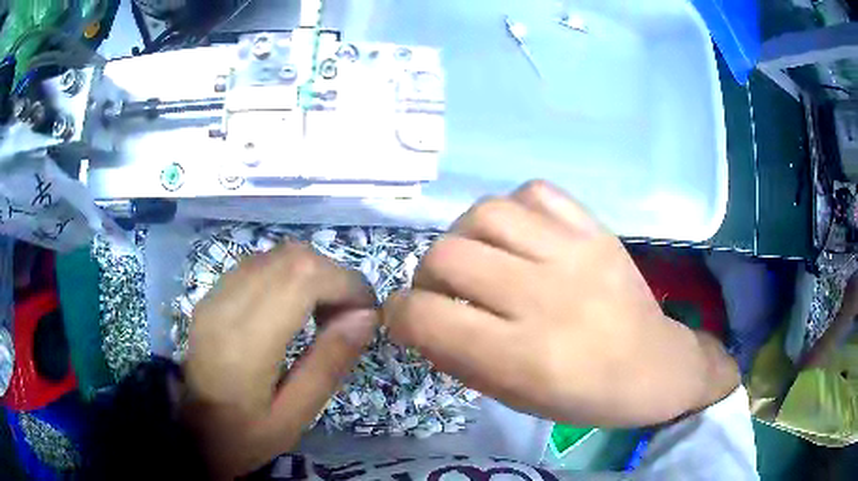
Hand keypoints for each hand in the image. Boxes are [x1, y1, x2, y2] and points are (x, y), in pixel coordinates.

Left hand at [182, 243, 376, 477]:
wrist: (193, 431)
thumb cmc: (245, 435)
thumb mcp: (295, 416)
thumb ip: (329, 364)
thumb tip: (367, 316)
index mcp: (246, 342)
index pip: (303, 277)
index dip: (345, 283)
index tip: (367, 313)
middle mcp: (226, 305)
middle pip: (293, 257)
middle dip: (333, 277)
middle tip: (347, 316)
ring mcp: (215, 295)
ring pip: (276, 255)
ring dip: (312, 275)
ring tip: (323, 314)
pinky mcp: (212, 294)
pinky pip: (259, 265)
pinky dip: (289, 276)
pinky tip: (292, 309)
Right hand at [383, 181, 738, 426]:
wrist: (653, 366)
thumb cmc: (583, 396)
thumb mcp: (513, 397)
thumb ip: (458, 358)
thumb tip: (416, 320)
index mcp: (524, 355)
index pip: (428, 317)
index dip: (400, 315)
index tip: (405, 317)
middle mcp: (546, 296)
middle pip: (448, 255)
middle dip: (425, 275)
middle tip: (440, 290)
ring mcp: (575, 253)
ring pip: (486, 212)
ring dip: (463, 236)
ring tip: (478, 258)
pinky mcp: (595, 229)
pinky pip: (534, 192)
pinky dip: (513, 210)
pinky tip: (518, 237)